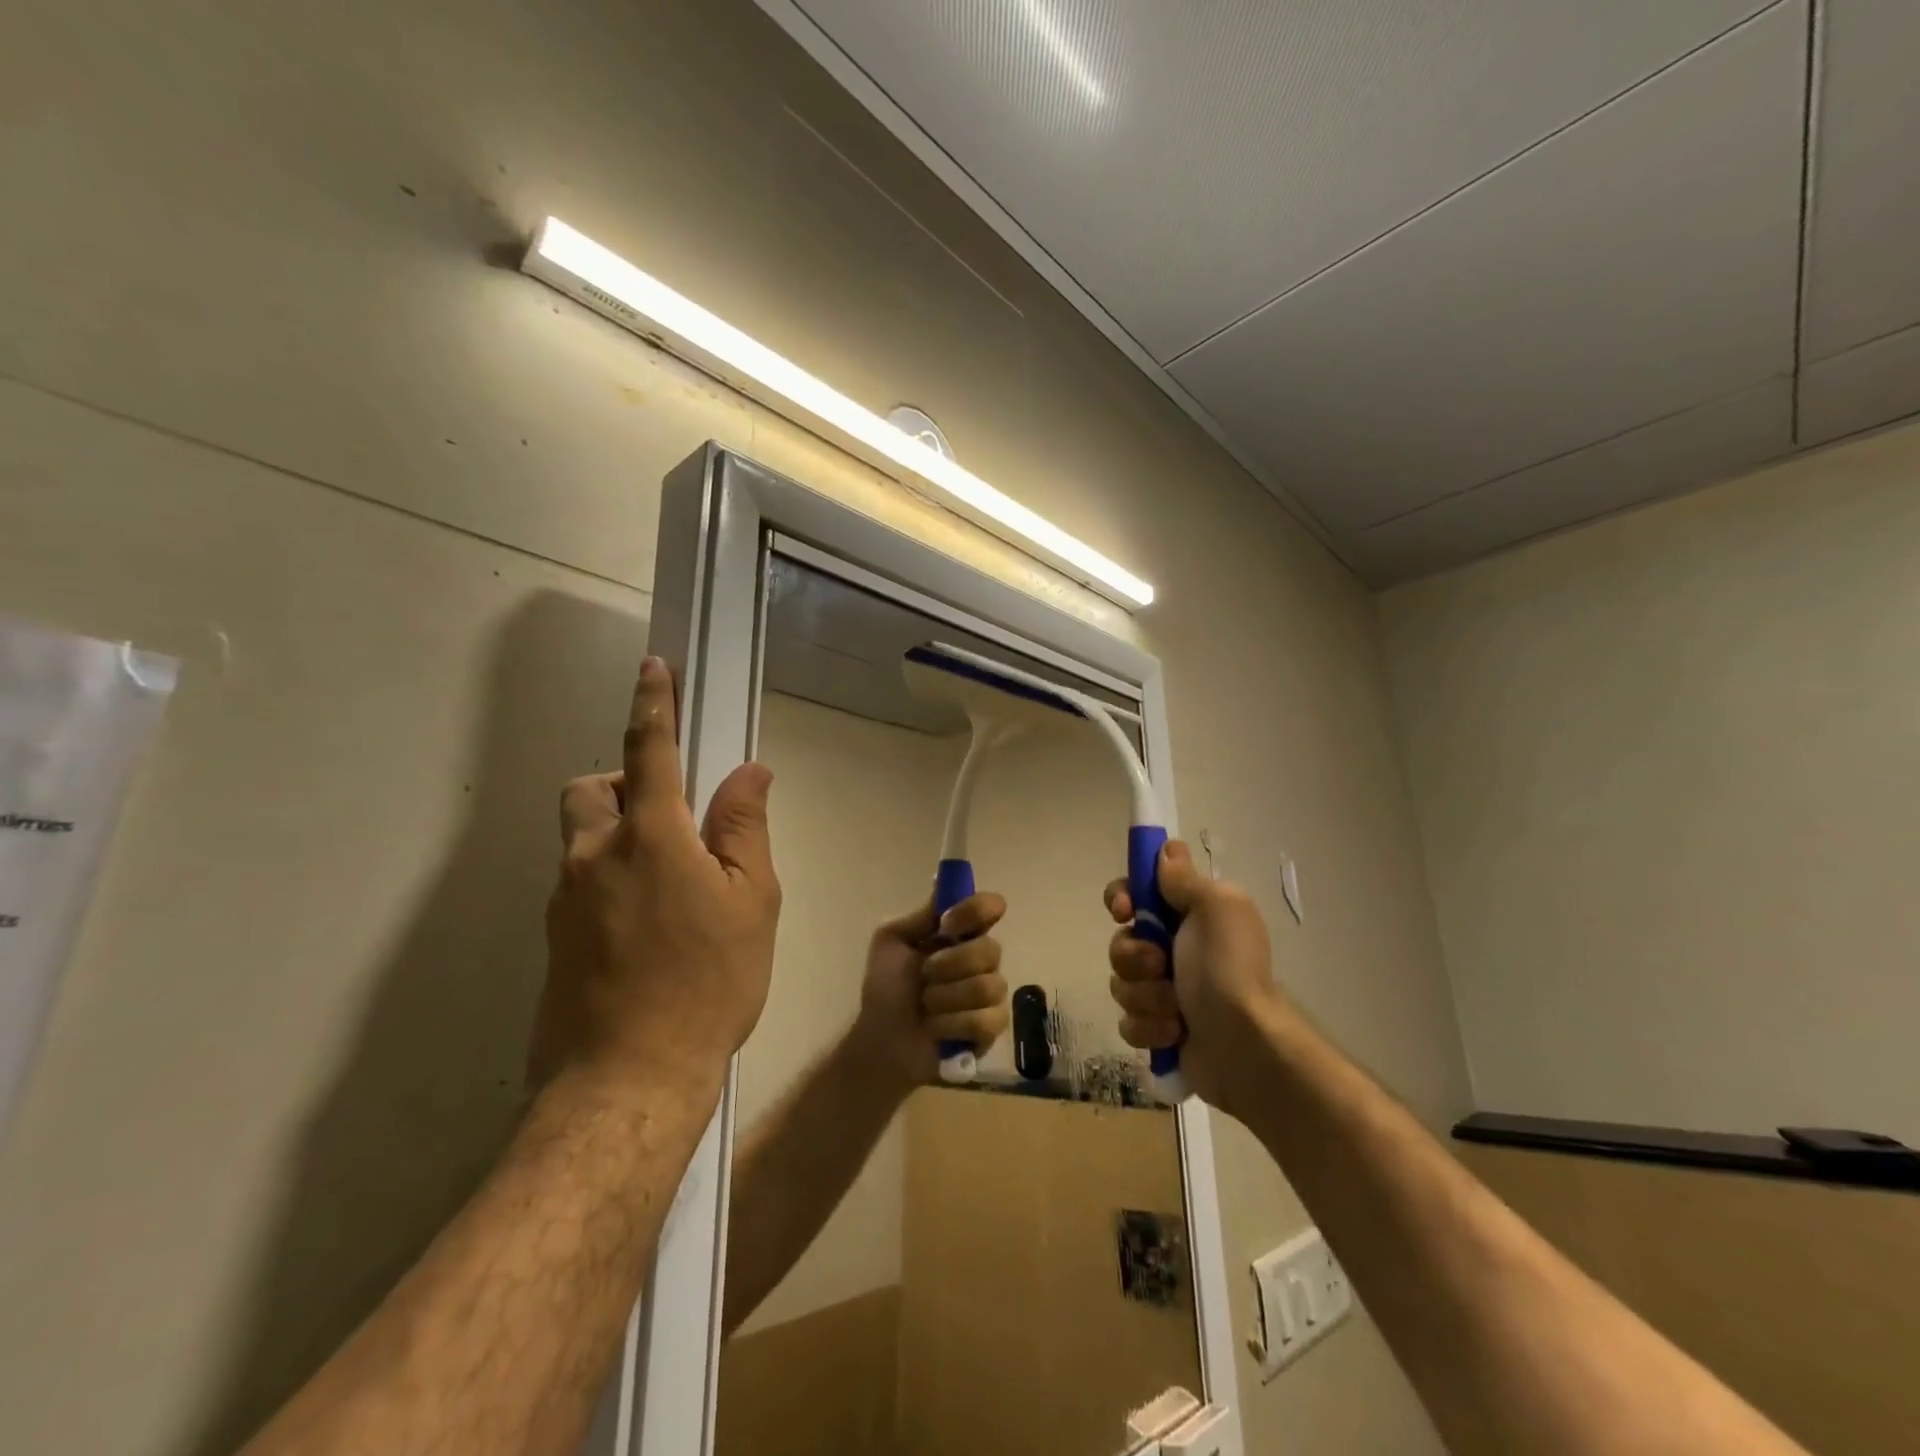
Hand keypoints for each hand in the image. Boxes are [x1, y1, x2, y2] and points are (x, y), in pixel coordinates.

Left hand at [529, 656, 780, 1099]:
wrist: (628, 1080)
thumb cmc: (708, 983)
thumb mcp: (752, 902)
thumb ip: (744, 829)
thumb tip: (748, 772)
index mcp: (651, 837)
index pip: (649, 751)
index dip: (652, 705)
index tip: (652, 669)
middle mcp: (594, 856)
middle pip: (589, 791)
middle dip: (622, 784)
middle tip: (668, 819)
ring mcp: (564, 899)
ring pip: (580, 840)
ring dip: (616, 837)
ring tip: (667, 887)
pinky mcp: (553, 939)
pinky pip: (579, 885)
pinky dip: (609, 882)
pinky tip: (646, 933)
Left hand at [849, 893, 1009, 1093]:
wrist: (881, 1039)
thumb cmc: (885, 987)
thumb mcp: (892, 941)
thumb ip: (921, 915)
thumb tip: (941, 880)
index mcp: (961, 933)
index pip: (990, 907)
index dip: (975, 911)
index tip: (947, 924)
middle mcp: (981, 959)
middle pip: (991, 948)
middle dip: (949, 964)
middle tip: (924, 975)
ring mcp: (990, 994)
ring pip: (987, 986)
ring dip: (946, 998)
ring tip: (926, 1006)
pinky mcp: (992, 1029)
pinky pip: (985, 1020)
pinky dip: (952, 1024)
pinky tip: (937, 1029)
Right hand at [1105, 840, 1281, 1112]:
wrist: (1246, 1045)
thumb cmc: (1229, 968)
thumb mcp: (1215, 907)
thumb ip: (1184, 878)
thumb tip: (1167, 852)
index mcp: (1188, 915)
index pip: (1138, 891)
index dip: (1123, 897)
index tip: (1125, 909)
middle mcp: (1174, 948)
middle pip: (1122, 940)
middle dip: (1134, 956)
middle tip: (1160, 965)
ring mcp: (1164, 990)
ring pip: (1122, 982)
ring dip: (1146, 995)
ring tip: (1175, 1008)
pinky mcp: (1158, 1028)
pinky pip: (1129, 1021)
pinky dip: (1150, 1027)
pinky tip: (1175, 1032)